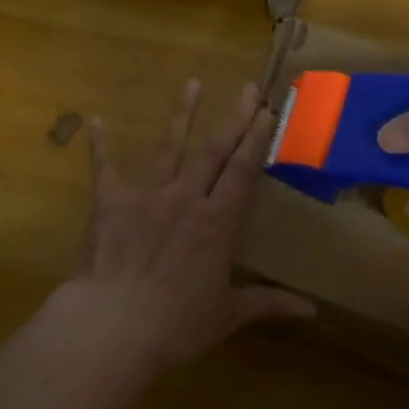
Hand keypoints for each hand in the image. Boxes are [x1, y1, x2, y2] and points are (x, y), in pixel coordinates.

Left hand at [61, 80, 315, 373]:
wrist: (112, 325)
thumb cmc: (175, 324)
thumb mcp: (227, 315)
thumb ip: (267, 303)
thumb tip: (312, 310)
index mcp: (216, 222)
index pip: (242, 171)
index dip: (256, 140)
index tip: (266, 111)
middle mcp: (185, 198)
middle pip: (214, 150)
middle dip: (234, 118)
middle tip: (248, 88)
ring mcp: (146, 195)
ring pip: (169, 146)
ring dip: (182, 114)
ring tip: (192, 83)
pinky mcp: (110, 201)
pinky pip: (104, 166)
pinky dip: (100, 144)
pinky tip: (96, 120)